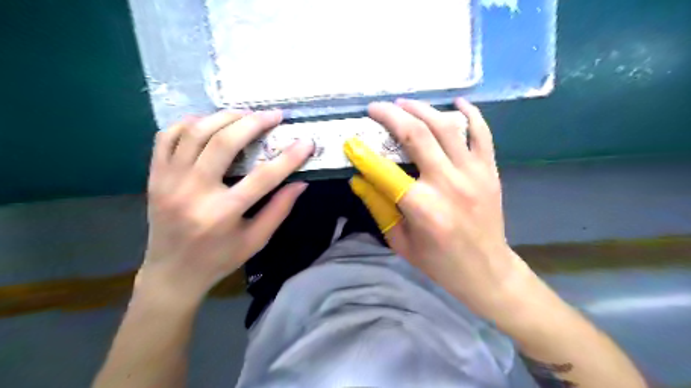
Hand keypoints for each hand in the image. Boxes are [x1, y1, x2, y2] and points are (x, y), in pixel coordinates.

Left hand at [137, 110, 313, 302]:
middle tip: (273, 115)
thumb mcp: (256, 240)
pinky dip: (189, 123)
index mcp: (223, 214)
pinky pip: (167, 137)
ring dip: (224, 117)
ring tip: (246, 114)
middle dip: (253, 123)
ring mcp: (169, 181)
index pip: (263, 177)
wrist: (172, 273)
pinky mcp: (155, 176)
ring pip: (195, 133)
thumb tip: (300, 182)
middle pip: (223, 143)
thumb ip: (279, 209)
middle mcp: (193, 192)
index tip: (306, 142)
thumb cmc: (220, 259)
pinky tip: (209, 122)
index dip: (288, 157)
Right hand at [344, 99, 530, 321]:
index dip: (363, 153)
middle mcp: (448, 184)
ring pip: (446, 126)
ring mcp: (473, 173)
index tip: (350, 141)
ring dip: (421, 109)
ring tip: (403, 103)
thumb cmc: (438, 262)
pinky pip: (482, 133)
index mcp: (422, 208)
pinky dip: (470, 113)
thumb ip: (378, 206)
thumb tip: (358, 178)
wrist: (486, 271)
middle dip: (391, 115)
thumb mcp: (399, 241)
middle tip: (375, 108)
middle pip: (417, 135)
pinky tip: (455, 101)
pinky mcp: (489, 171)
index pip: (384, 170)